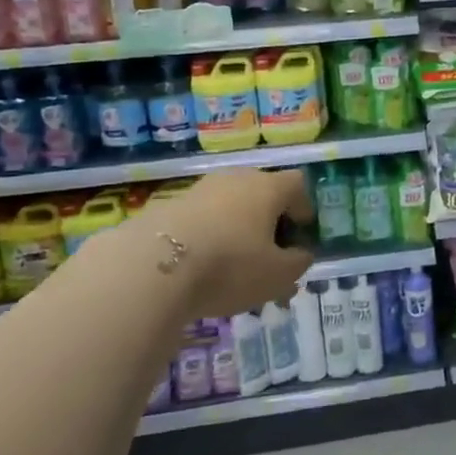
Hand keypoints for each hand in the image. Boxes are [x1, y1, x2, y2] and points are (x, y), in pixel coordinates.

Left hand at [125, 169, 315, 317]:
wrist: (151, 267)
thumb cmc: (230, 266)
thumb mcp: (278, 275)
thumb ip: (298, 263)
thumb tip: (300, 254)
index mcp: (268, 188)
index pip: (297, 184)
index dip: (304, 208)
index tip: (301, 236)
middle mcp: (235, 179)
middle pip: (262, 193)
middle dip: (269, 223)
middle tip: (269, 257)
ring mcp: (199, 190)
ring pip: (229, 208)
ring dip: (237, 231)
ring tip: (234, 269)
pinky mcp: (167, 207)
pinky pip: (201, 220)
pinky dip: (208, 238)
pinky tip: (201, 269)